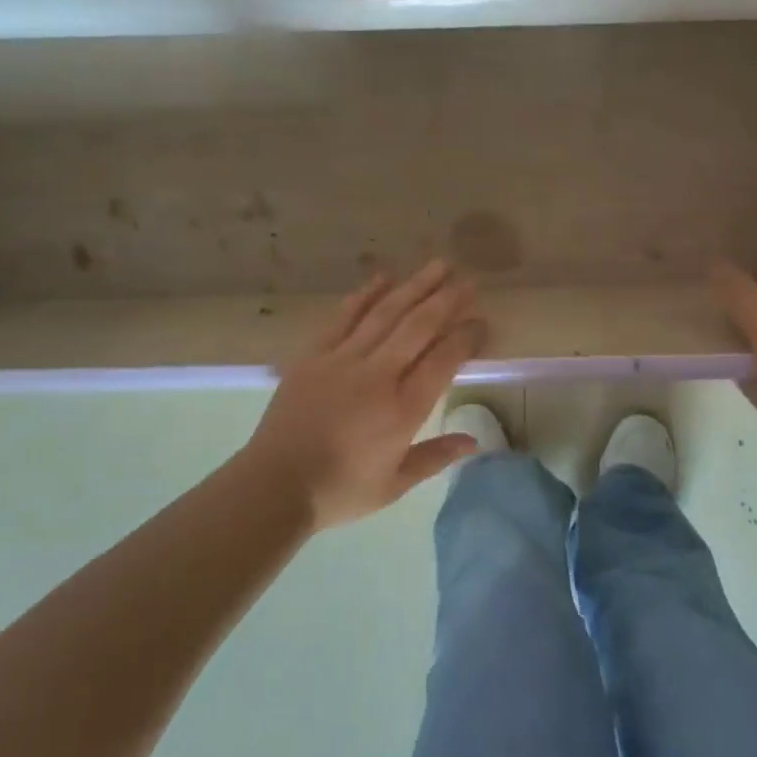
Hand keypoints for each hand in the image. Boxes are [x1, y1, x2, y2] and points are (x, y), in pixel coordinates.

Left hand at [244, 262, 488, 528]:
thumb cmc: (339, 491)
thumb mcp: (394, 484)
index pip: (443, 361)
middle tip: (468, 279)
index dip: (465, 337)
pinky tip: (384, 277)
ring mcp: (343, 360)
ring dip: (414, 286)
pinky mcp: (314, 355)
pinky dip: (365, 295)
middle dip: (446, 300)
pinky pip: (344, 317)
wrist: (274, 486)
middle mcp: (378, 376)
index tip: (481, 320)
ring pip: (386, 313)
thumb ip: (435, 457)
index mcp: (402, 410)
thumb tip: (474, 442)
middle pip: (419, 327)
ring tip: (438, 265)